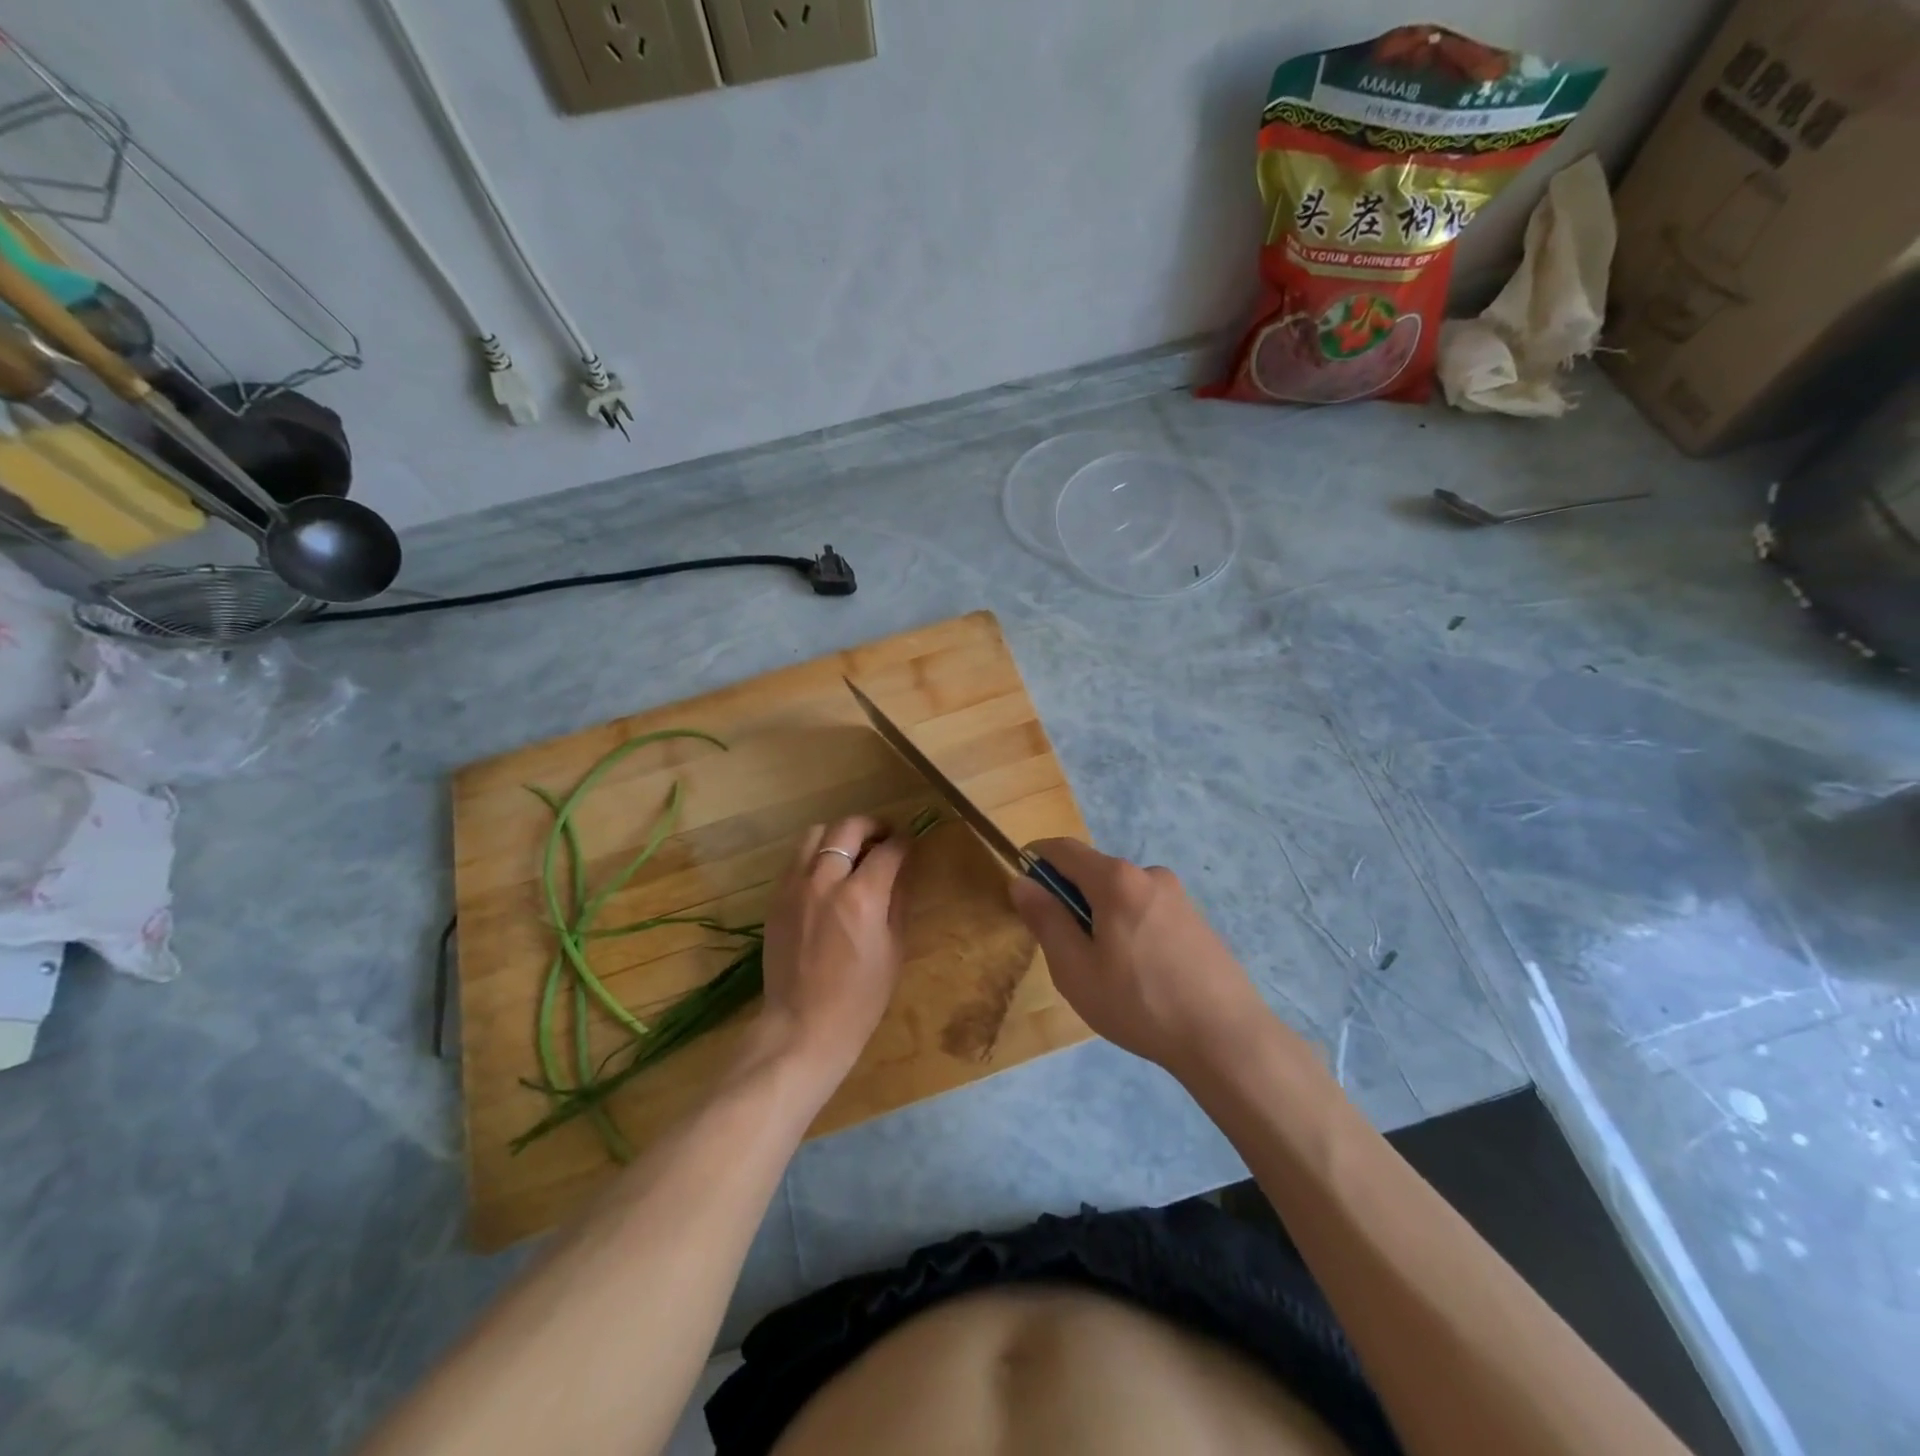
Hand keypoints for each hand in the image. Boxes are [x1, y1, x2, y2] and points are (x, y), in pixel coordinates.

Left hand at [756, 815, 911, 1081]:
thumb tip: (902, 869)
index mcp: (862, 897)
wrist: (803, 1026)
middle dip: (872, 825)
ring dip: (839, 835)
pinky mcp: (776, 898)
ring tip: (852, 851)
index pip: (888, 850)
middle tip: (884, 837)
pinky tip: (826, 874)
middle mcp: (825, 881)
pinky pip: (796, 859)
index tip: (910, 843)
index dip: (904, 842)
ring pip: (815, 834)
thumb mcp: (894, 949)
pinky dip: (815, 855)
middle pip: (848, 828)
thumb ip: (898, 900)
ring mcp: (795, 887)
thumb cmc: (860, 998)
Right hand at [1010, 839, 1267, 1078]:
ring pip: (1121, 894)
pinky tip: (1140, 974)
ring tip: (1106, 971)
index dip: (1036, 859)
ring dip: (1102, 916)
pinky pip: (1147, 910)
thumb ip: (1046, 920)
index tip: (1023, 888)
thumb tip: (1022, 882)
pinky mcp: (1196, 919)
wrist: (1227, 1038)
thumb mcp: (1075, 969)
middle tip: (1065, 949)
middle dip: (1070, 897)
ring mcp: (1178, 896)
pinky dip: (1129, 927)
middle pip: (1094, 871)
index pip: (1063, 849)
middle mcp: (1149, 874)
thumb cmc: (1139, 1003)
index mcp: (1116, 879)